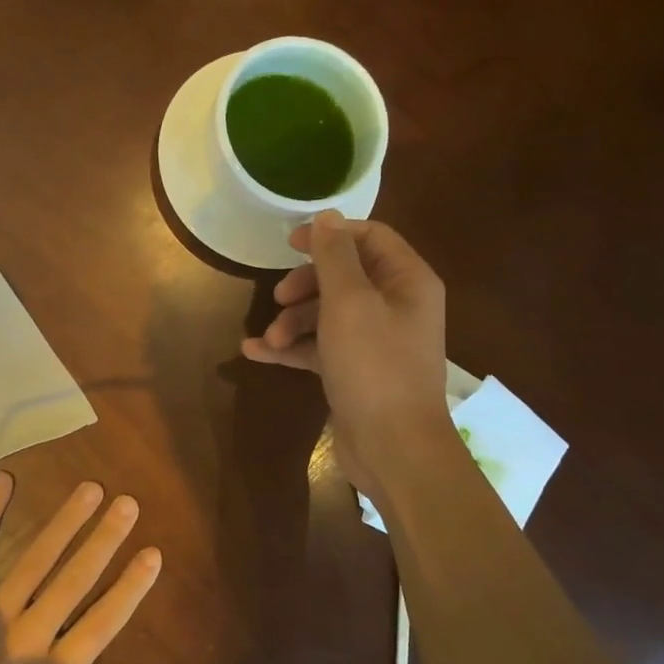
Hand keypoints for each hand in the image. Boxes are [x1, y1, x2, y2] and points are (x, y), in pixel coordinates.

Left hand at [0, 472, 160, 663]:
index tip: (152, 554)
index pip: (102, 623)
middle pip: (75, 579)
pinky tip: (4, 480)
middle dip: (105, 539)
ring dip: (65, 521)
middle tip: (128, 504)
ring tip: (90, 490)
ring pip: (37, 558)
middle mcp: (29, 636)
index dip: (130, 587)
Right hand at [241, 211, 449, 494]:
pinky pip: (320, 348)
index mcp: (407, 281)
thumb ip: (335, 257)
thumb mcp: (350, 303)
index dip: (329, 236)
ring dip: (293, 321)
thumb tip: (327, 216)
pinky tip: (256, 353)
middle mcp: (396, 305)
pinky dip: (292, 348)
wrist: (394, 448)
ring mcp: (375, 341)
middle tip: (278, 298)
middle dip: (304, 286)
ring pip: (327, 314)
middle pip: (344, 277)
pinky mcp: (355, 371)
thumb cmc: (374, 367)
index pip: (370, 238)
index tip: (288, 244)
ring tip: (269, 339)